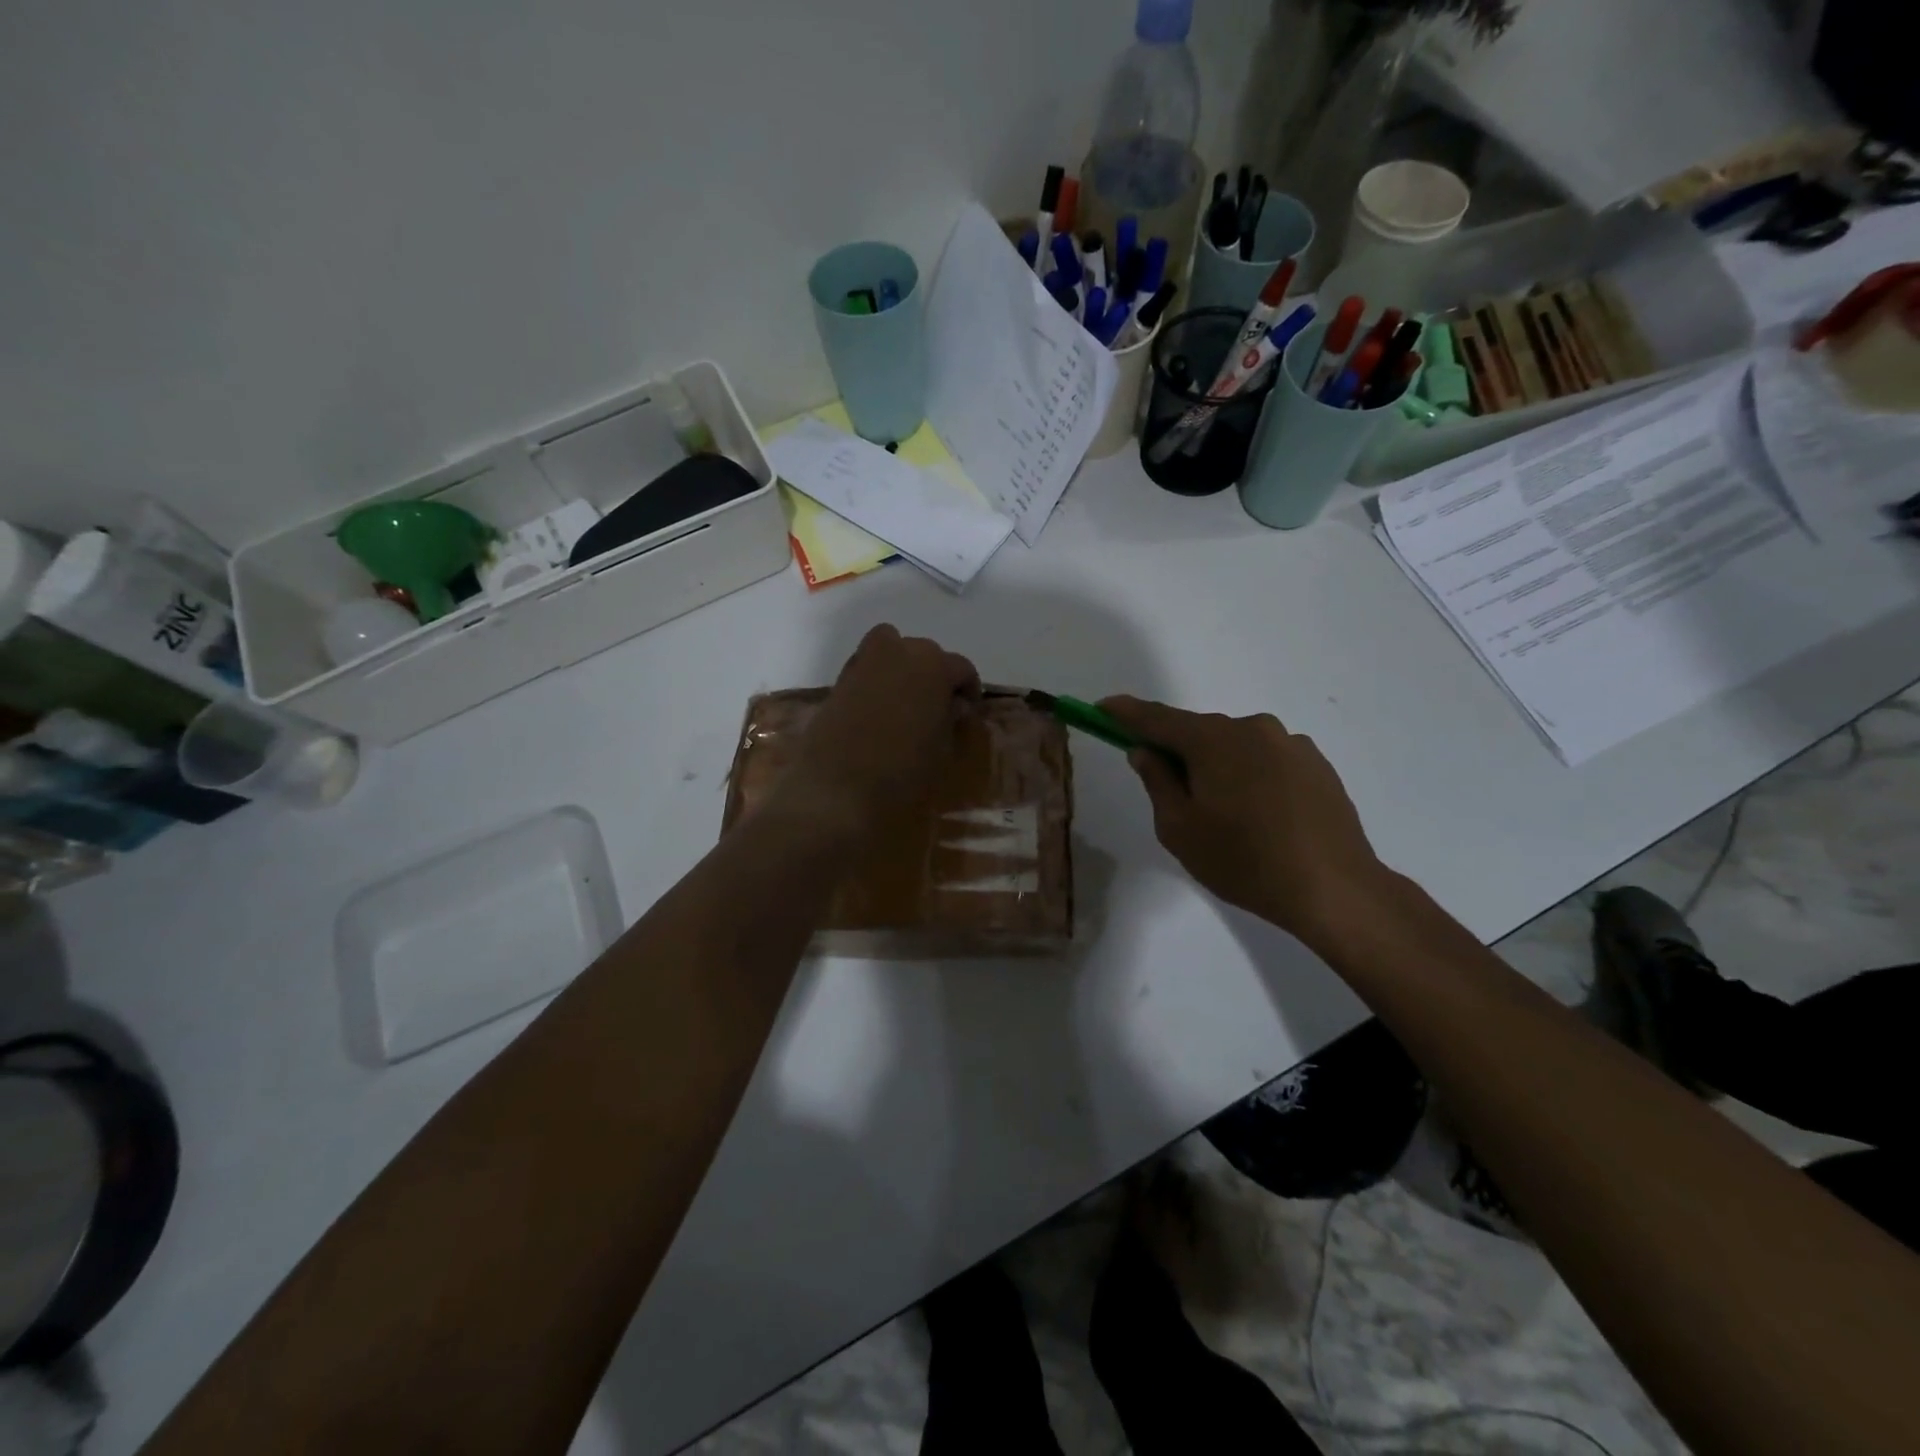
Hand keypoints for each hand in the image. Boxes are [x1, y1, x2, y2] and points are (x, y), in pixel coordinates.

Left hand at [779, 624, 978, 838]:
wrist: (836, 786)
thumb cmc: (902, 770)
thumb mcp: (942, 750)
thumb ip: (951, 720)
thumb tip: (954, 706)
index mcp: (934, 666)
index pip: (962, 668)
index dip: (968, 690)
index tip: (968, 712)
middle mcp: (900, 651)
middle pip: (926, 654)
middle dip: (935, 676)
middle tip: (937, 708)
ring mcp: (866, 661)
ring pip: (893, 651)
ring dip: (903, 669)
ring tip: (906, 703)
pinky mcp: (840, 678)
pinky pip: (867, 667)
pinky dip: (877, 679)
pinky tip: (878, 709)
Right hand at [1099, 696, 1390, 944]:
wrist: (1334, 887)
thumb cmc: (1243, 860)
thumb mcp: (1180, 829)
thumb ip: (1157, 782)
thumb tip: (1147, 752)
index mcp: (1213, 740)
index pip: (1157, 718)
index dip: (1125, 713)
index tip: (1102, 708)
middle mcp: (1253, 728)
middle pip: (1200, 733)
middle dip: (1179, 753)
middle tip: (1173, 795)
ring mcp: (1290, 744)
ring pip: (1236, 747)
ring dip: (1220, 768)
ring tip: (1226, 817)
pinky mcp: (1317, 764)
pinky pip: (1267, 761)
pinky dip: (1252, 777)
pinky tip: (1262, 817)